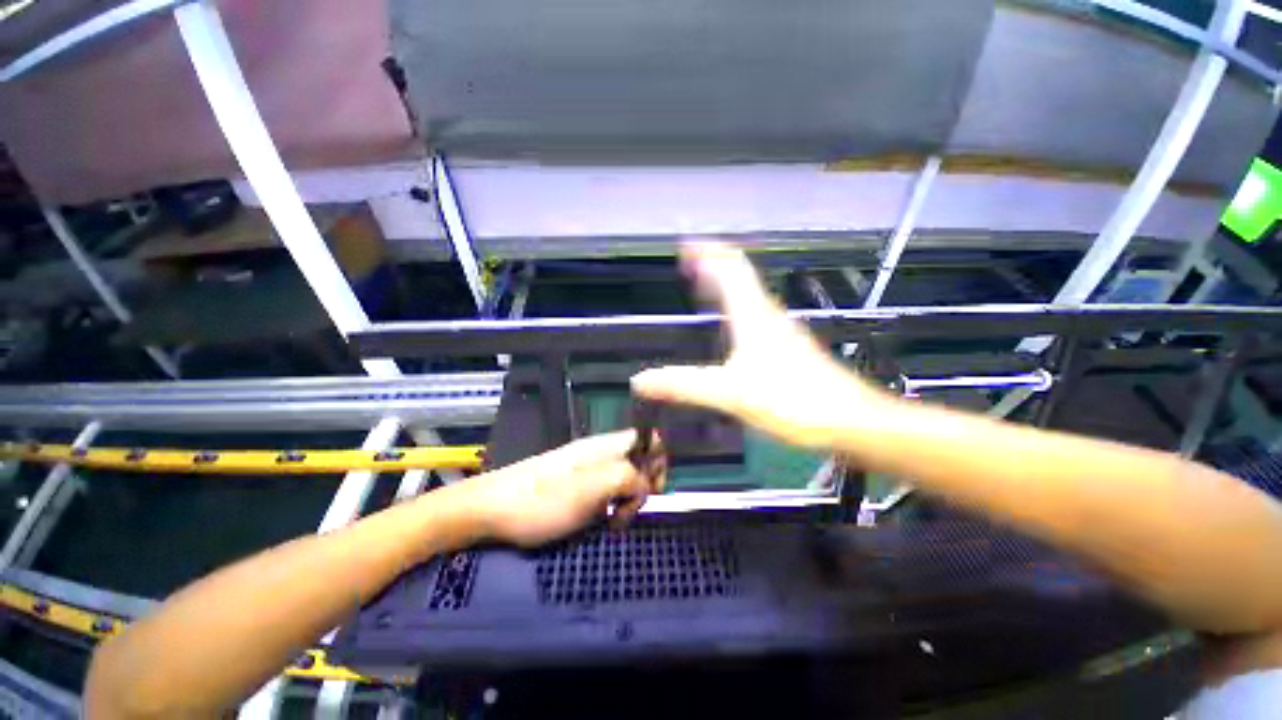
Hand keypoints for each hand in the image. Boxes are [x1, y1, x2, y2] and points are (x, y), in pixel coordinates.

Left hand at [468, 431, 665, 547]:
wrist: (492, 509)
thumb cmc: (544, 500)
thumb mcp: (594, 488)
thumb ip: (629, 478)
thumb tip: (644, 485)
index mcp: (608, 445)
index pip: (650, 437)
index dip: (659, 459)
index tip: (652, 489)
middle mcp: (602, 451)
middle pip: (642, 458)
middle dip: (645, 484)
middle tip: (630, 508)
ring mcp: (589, 468)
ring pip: (626, 476)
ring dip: (629, 498)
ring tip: (615, 518)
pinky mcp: (577, 484)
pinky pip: (609, 489)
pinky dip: (614, 504)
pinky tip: (602, 518)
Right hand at [632, 241, 888, 448]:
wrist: (851, 421)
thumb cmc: (792, 401)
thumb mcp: (729, 394)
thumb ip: (683, 385)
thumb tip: (639, 380)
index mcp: (753, 316)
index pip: (730, 269)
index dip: (708, 253)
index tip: (685, 245)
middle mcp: (768, 316)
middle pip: (740, 277)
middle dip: (713, 265)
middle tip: (689, 263)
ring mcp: (782, 332)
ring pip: (749, 296)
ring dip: (725, 285)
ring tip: (703, 286)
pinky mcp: (789, 350)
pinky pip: (756, 316)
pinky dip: (736, 308)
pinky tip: (731, 327)